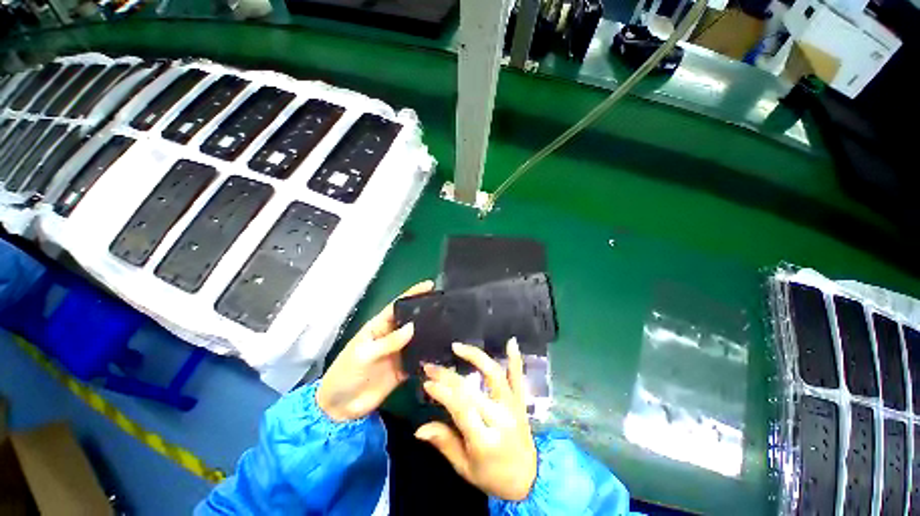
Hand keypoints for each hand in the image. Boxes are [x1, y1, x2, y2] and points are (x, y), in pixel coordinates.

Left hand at [317, 280, 433, 421]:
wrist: (340, 407)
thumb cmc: (346, 373)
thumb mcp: (364, 354)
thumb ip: (388, 342)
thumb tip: (413, 327)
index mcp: (379, 326)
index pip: (398, 305)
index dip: (413, 294)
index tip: (430, 285)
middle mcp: (391, 336)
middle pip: (411, 320)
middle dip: (426, 311)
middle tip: (446, 306)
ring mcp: (399, 352)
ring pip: (418, 339)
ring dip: (431, 333)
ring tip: (450, 326)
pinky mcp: (404, 369)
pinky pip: (419, 359)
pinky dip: (429, 356)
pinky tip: (443, 352)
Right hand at [415, 339, 537, 501]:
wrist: (528, 480)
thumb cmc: (492, 476)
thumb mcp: (464, 468)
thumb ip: (444, 443)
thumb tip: (419, 429)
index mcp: (485, 440)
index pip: (461, 409)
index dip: (442, 393)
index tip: (426, 381)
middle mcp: (501, 419)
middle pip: (472, 390)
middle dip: (448, 376)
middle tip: (430, 365)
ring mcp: (513, 407)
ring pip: (495, 375)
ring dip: (476, 357)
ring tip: (457, 346)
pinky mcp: (521, 401)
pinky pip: (519, 377)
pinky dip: (515, 359)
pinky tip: (511, 341)